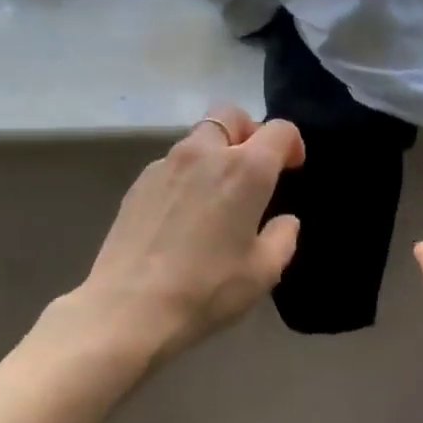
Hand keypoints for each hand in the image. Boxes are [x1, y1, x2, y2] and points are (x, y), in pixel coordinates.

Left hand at [72, 106, 304, 361]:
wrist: (130, 307)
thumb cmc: (207, 289)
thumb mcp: (263, 272)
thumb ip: (282, 237)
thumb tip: (284, 221)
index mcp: (246, 169)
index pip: (279, 130)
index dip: (292, 144)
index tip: (292, 169)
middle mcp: (206, 152)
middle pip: (231, 115)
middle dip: (249, 131)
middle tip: (254, 167)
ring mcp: (167, 163)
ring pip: (199, 137)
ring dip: (216, 152)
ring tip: (217, 194)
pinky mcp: (139, 181)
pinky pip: (173, 163)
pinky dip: (188, 173)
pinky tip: (184, 213)